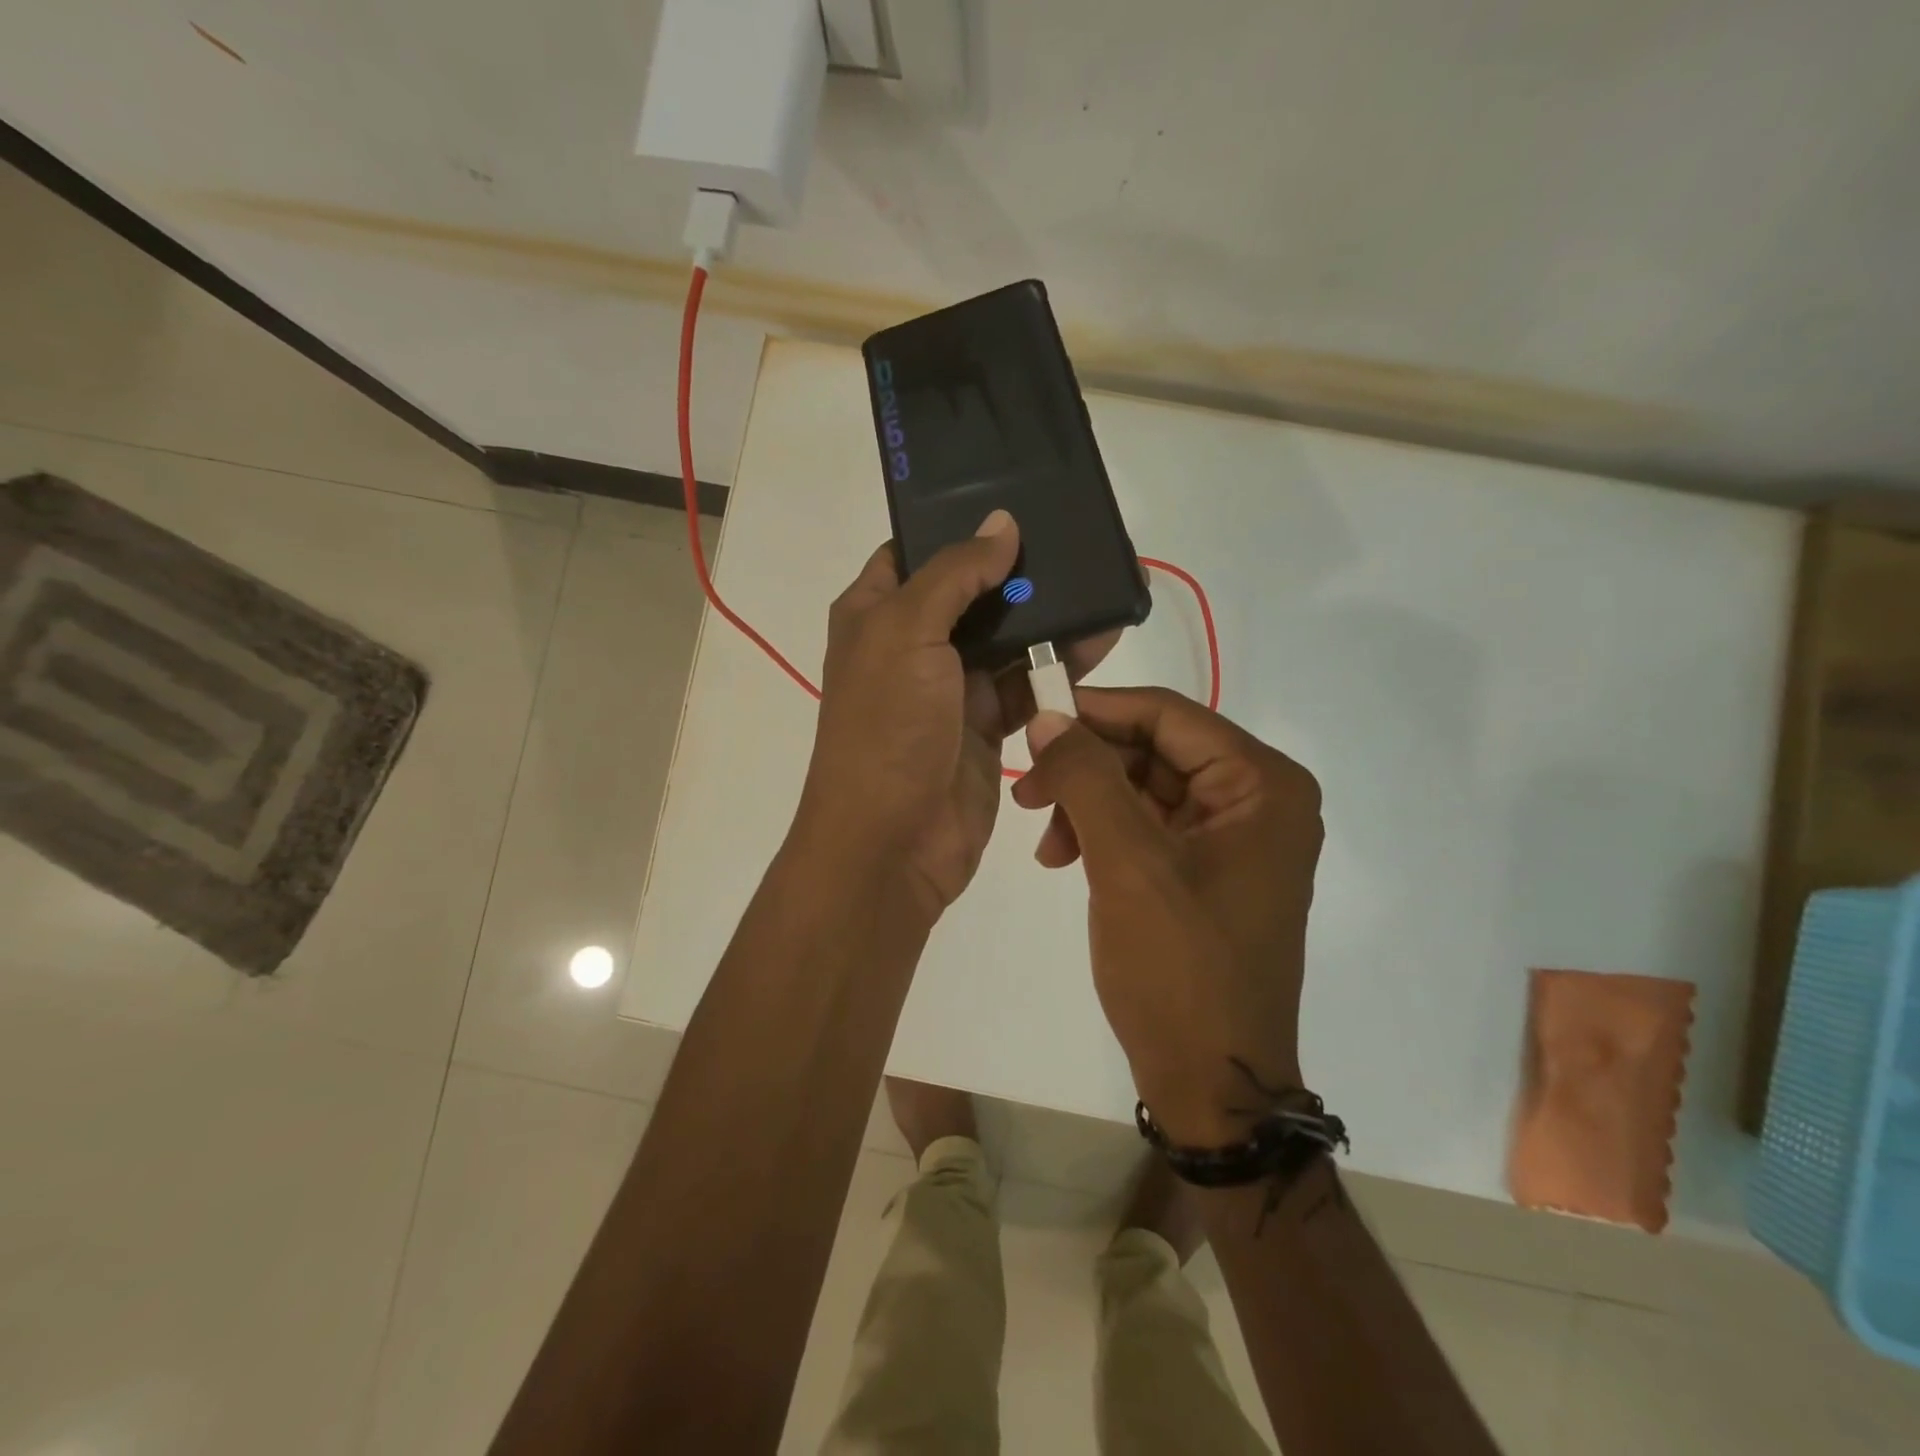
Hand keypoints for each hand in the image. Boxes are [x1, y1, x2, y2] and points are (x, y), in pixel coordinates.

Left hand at [797, 510, 1117, 921]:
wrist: (891, 844)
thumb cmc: (886, 726)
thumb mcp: (907, 632)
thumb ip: (955, 574)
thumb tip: (1001, 524)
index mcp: (875, 612)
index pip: (917, 550)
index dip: (959, 524)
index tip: (1018, 501)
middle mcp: (911, 645)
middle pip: (972, 592)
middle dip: (1021, 571)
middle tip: (1080, 541)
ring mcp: (951, 688)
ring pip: (1007, 638)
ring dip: (1050, 618)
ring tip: (1106, 589)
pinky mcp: (987, 727)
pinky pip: (1028, 684)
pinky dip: (1059, 666)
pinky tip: (1098, 643)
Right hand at [1012, 688, 1322, 1144]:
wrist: (1212, 1083)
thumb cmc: (1180, 969)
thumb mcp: (1127, 863)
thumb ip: (1086, 777)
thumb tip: (1047, 716)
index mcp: (1262, 784)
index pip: (1167, 715)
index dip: (1095, 710)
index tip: (1031, 720)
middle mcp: (1257, 799)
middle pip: (1154, 749)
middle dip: (1086, 768)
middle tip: (1026, 792)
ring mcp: (1233, 837)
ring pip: (1143, 786)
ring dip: (1087, 803)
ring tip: (1044, 843)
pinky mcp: (1207, 869)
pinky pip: (1147, 826)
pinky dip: (1102, 834)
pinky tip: (1063, 858)